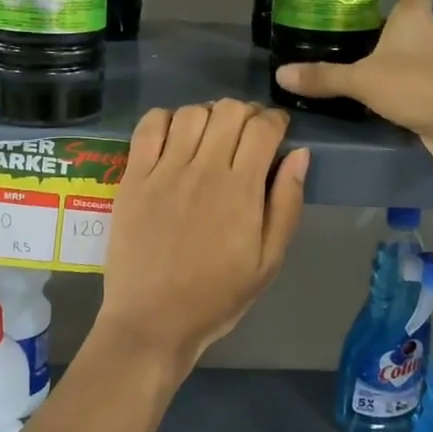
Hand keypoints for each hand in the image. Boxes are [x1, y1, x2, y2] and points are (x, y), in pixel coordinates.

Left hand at [97, 100, 308, 373]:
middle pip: (228, 110)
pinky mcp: (133, 177)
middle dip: (246, 113)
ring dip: (209, 115)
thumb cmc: (217, 296)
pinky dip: (166, 119)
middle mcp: (203, 169)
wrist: (152, 320)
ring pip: (191, 112)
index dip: (276, 120)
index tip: (278, 130)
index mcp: (241, 190)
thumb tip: (299, 154)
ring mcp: (163, 171)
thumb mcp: (268, 261)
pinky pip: (149, 126)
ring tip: (211, 136)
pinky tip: (175, 136)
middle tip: (247, 134)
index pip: (263, 128)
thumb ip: (287, 203)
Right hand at [274, 0, 432, 172]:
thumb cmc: (418, 85)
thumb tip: (280, 73)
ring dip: (383, 53)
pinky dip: (390, 82)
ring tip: (346, 56)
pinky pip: (408, 80)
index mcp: (415, 18)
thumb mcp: (363, 79)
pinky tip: (366, 92)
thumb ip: (324, 77)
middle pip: (405, 20)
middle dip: (377, 21)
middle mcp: (429, 36)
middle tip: (341, 23)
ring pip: (406, 51)